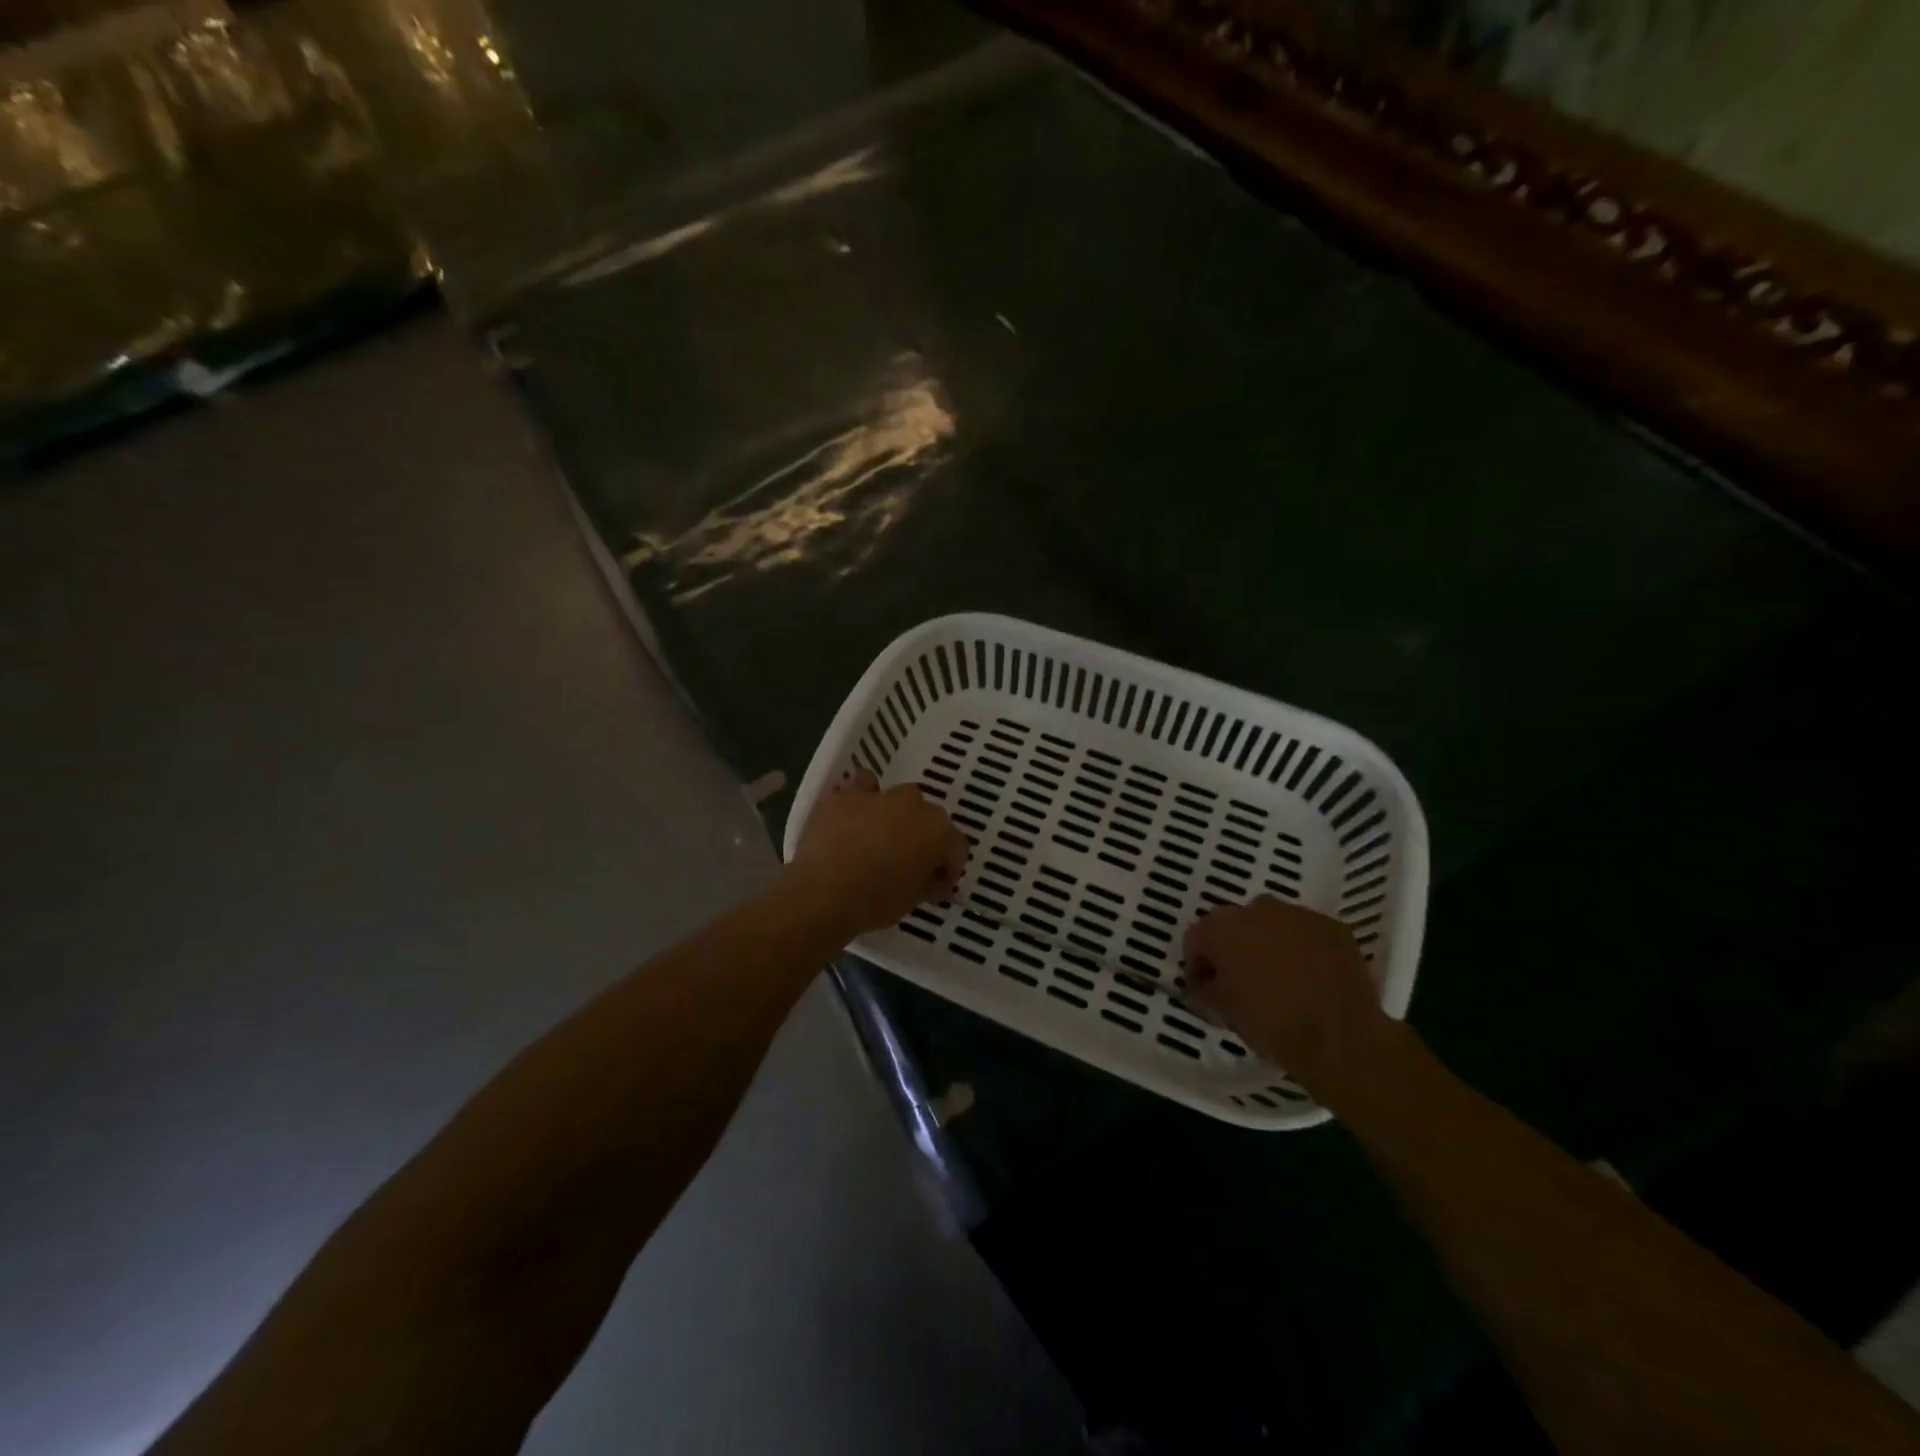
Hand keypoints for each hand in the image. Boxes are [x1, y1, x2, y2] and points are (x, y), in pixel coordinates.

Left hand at [788, 767, 967, 937]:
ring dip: (895, 810)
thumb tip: (936, 881)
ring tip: (880, 833)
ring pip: (896, 795)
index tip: (937, 885)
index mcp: (938, 831)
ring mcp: (878, 795)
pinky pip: (858, 787)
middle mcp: (913, 805)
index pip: (956, 846)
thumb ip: (931, 884)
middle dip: (922, 835)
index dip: (949, 867)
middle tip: (907, 861)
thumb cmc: (876, 901)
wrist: (823, 893)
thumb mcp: (913, 901)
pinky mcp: (845, 795)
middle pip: (928, 816)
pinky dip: (860, 798)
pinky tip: (853, 816)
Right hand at [1184, 896, 1389, 1097]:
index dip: (1198, 965)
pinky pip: (1307, 934)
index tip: (1205, 989)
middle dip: (1234, 948)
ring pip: (1273, 924)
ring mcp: (1299, 915)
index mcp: (1222, 928)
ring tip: (1279, 979)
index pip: (1196, 938)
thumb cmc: (1271, 1023)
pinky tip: (1311, 978)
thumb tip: (1204, 984)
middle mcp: (1257, 909)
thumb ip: (1204, 990)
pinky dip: (1304, 950)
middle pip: (1235, 925)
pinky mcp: (1333, 927)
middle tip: (1241, 981)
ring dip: (1269, 944)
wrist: (1340, 1039)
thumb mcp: (1223, 1012)